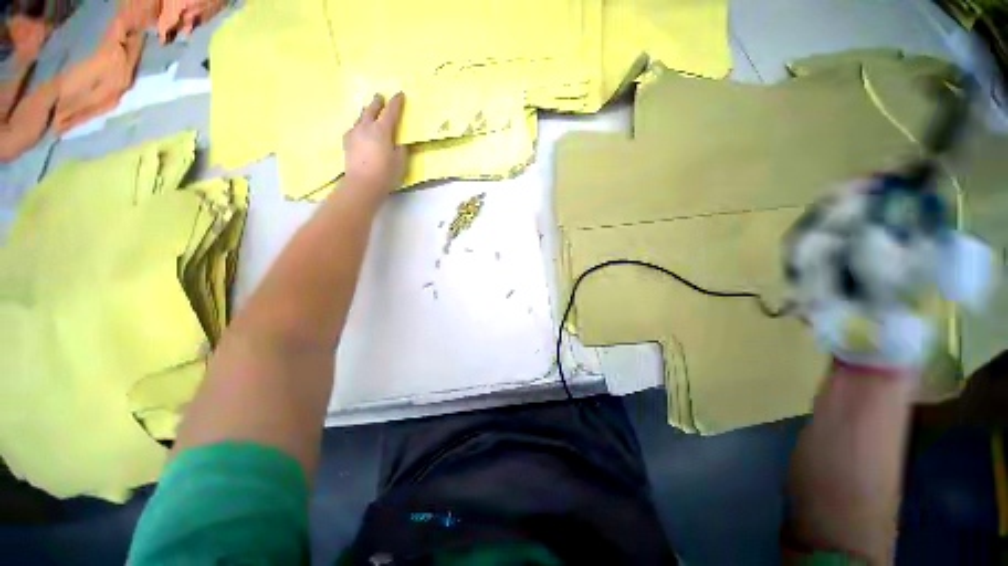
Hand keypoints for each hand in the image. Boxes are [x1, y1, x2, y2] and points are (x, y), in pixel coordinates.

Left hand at [342, 93, 406, 195]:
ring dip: (366, 112)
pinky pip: (353, 128)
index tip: (399, 94)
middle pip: (372, 109)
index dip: (396, 103)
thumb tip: (400, 142)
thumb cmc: (386, 173)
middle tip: (380, 97)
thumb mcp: (400, 161)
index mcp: (382, 130)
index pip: (391, 112)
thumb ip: (401, 149)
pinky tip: (359, 130)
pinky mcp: (347, 142)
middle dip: (377, 102)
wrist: (362, 184)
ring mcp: (354, 133)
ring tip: (369, 111)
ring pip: (360, 117)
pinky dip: (358, 125)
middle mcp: (366, 127)